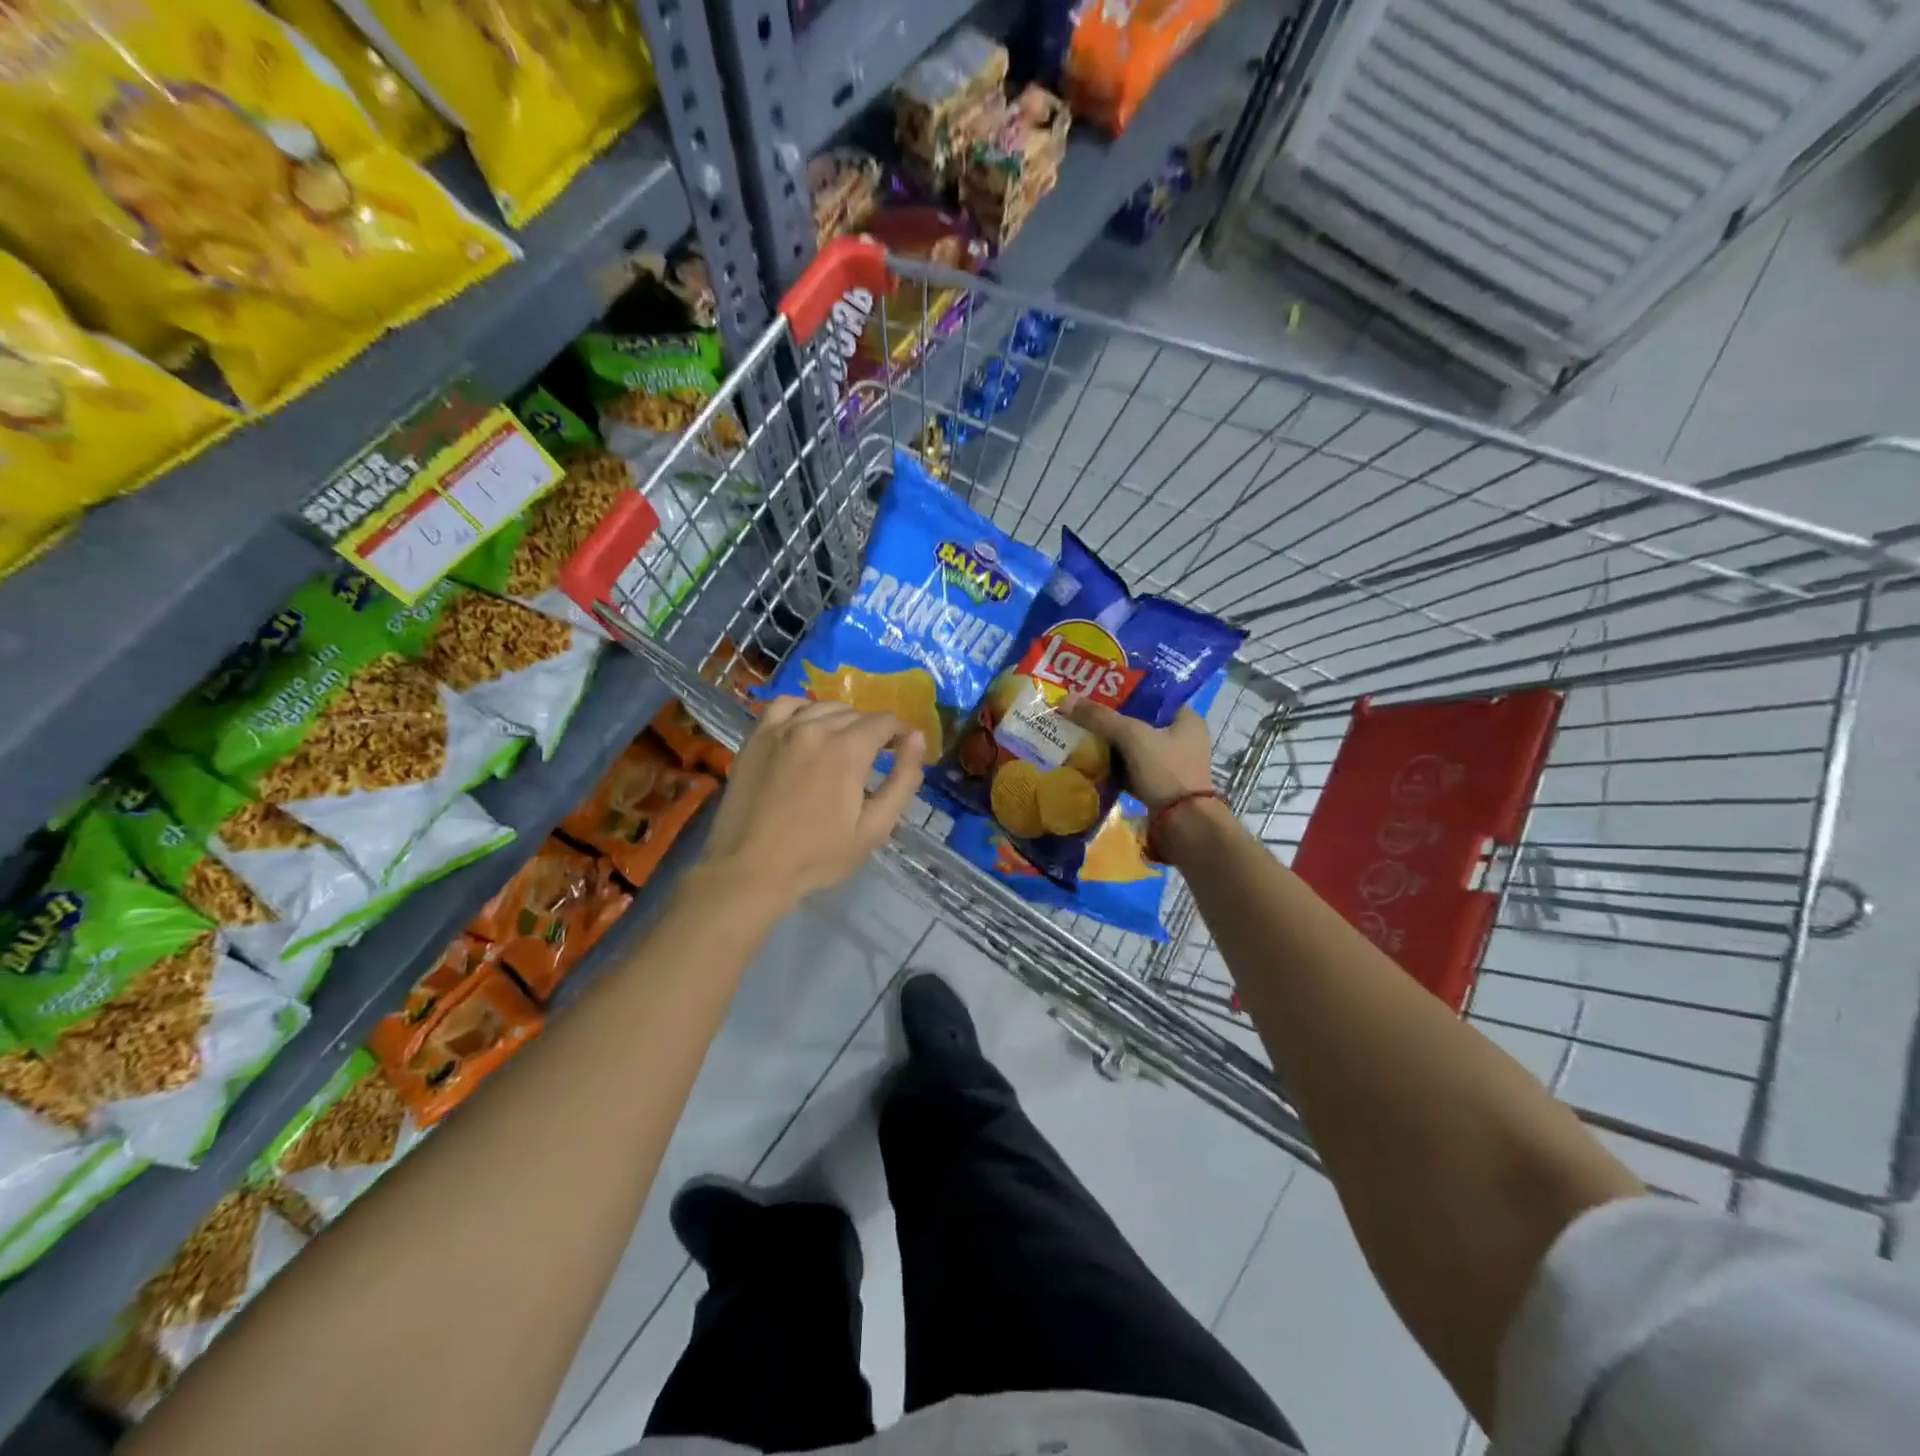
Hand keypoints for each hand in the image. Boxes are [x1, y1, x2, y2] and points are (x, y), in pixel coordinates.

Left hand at [698, 697, 923, 914]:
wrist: (749, 870)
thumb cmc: (818, 856)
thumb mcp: (875, 827)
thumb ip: (903, 779)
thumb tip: (918, 739)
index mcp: (848, 749)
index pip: (885, 722)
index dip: (900, 734)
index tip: (903, 751)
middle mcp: (816, 727)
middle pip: (856, 713)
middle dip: (872, 730)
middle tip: (874, 759)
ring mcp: (782, 729)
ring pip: (823, 707)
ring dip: (841, 720)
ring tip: (842, 746)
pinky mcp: (757, 737)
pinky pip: (786, 705)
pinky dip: (804, 709)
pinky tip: (807, 728)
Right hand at [1061, 696, 1213, 812]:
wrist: (1184, 824)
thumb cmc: (1165, 770)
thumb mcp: (1132, 736)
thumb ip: (1100, 717)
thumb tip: (1065, 700)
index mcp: (1186, 718)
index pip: (1151, 696)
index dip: (1124, 691)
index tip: (1096, 690)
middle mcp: (1182, 738)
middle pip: (1139, 721)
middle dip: (1111, 720)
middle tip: (1083, 713)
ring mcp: (1171, 764)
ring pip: (1133, 747)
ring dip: (1110, 744)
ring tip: (1080, 734)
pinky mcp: (1159, 786)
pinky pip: (1131, 769)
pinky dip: (1113, 766)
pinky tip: (1090, 761)